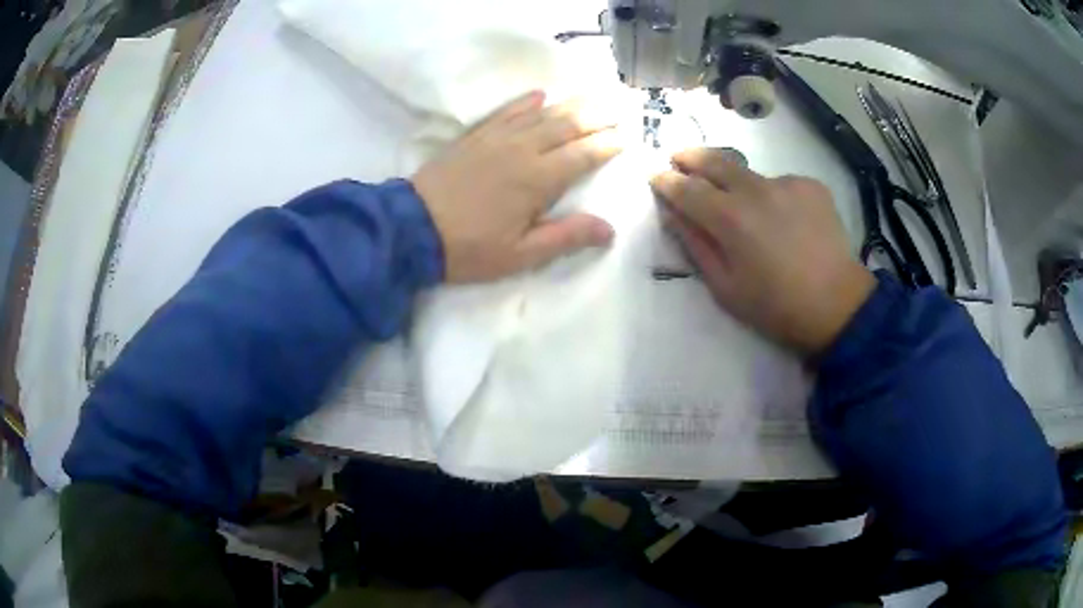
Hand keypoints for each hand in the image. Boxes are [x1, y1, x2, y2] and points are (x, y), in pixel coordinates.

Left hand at [412, 91, 621, 282]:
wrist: (411, 229)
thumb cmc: (469, 249)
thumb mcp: (520, 255)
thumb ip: (566, 237)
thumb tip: (609, 229)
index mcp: (538, 180)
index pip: (583, 155)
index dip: (607, 146)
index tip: (626, 138)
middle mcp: (522, 150)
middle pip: (567, 126)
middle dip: (596, 117)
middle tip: (618, 109)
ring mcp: (496, 138)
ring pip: (541, 114)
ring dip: (570, 105)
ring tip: (592, 98)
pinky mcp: (475, 136)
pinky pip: (506, 112)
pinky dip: (525, 102)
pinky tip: (539, 95)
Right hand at [651, 148, 874, 356]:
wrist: (838, 305)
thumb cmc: (776, 307)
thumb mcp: (725, 288)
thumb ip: (695, 245)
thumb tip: (673, 214)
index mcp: (730, 219)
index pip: (686, 188)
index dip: (666, 181)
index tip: (655, 176)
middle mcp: (756, 190)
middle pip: (714, 161)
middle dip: (690, 157)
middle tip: (679, 158)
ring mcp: (786, 183)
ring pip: (749, 173)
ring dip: (736, 183)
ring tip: (745, 208)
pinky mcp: (810, 185)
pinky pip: (780, 184)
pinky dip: (773, 196)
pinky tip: (785, 220)